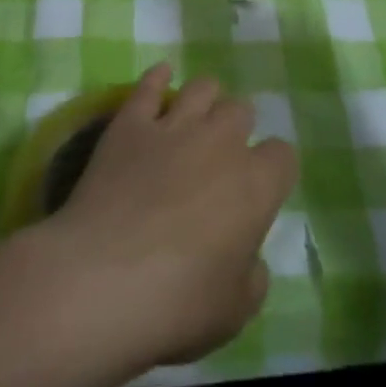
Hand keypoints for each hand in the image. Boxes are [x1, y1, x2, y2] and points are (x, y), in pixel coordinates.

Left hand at [33, 64, 297, 371]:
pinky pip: (148, 86)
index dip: (274, 171)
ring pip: (202, 88)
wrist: (101, 280)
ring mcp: (173, 126)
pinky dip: (157, 78)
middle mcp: (221, 143)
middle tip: (222, 156)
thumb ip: (251, 277)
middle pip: (242, 112)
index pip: (283, 156)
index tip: (260, 190)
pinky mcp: (129, 125)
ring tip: (198, 115)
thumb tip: (248, 259)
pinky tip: (161, 75)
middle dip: (237, 129)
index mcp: (257, 185)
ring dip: (206, 98)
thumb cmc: (176, 304)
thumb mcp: (234, 311)